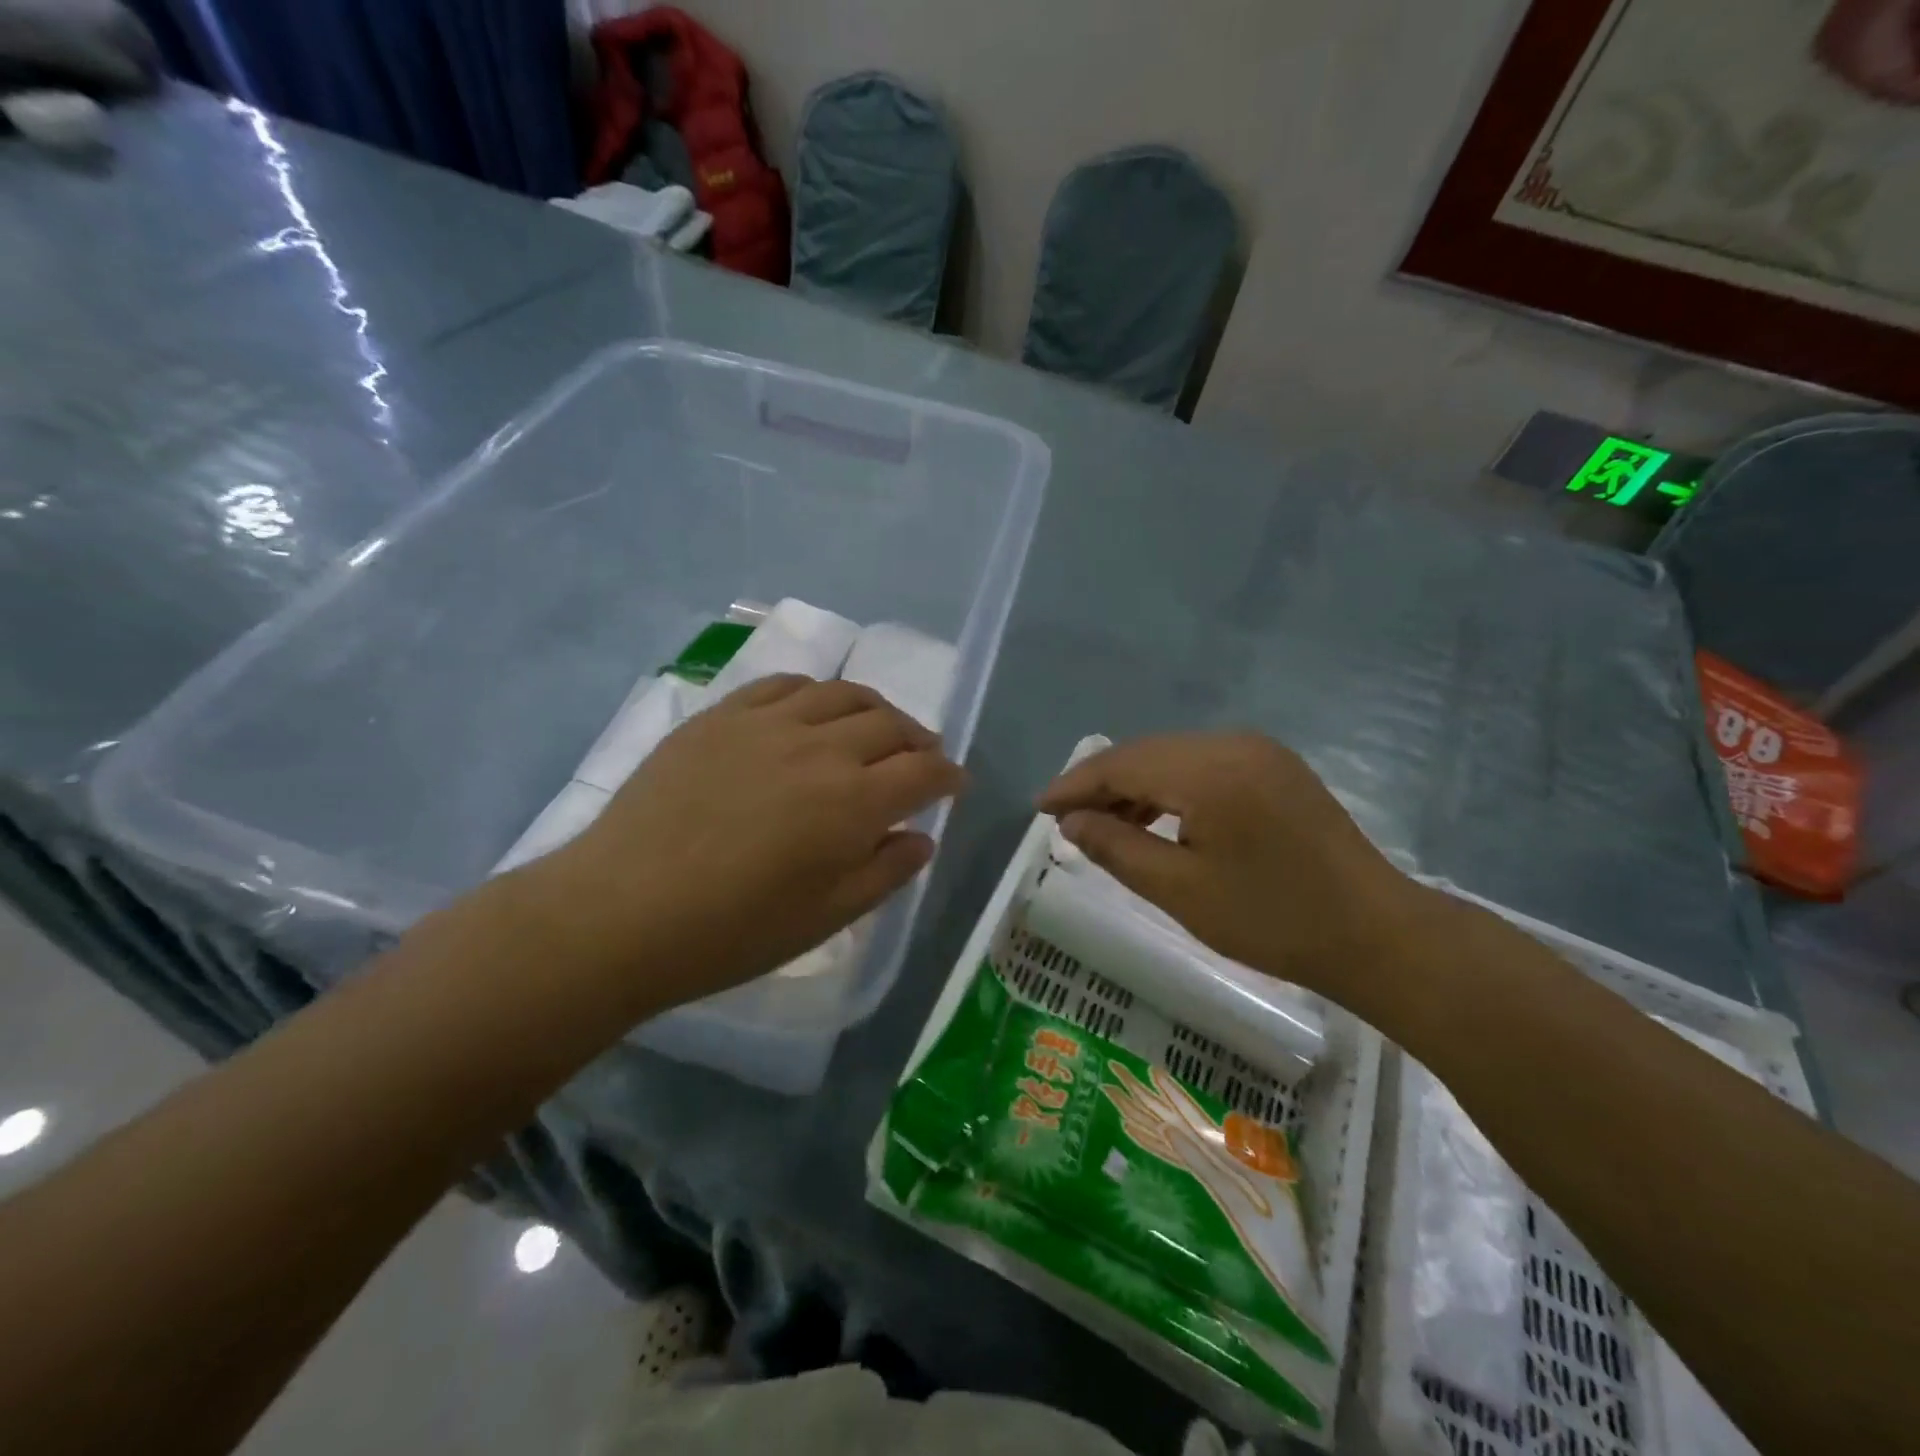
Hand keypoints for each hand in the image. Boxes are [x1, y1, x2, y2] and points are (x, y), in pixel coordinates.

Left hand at [509, 676, 966, 1015]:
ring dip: (873, 708)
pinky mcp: (721, 715)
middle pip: (890, 724)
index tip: (955, 784)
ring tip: (875, 727)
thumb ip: (884, 872)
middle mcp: (821, 747)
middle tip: (921, 757)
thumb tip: (920, 838)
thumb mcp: (826, 918)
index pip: (923, 772)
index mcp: (854, 801)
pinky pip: (782, 685)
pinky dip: (813, 693)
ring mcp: (767, 723)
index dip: (948, 776)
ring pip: (841, 694)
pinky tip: (811, 710)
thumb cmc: (733, 931)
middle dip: (918, 740)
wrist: (622, 910)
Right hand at [1036, 733, 1433, 1008]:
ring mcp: (1260, 752)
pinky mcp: (1276, 768)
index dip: (1074, 785)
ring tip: (1106, 827)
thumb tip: (1070, 822)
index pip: (1122, 764)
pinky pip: (1205, 766)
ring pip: (1174, 758)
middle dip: (1101, 785)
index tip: (1038, 809)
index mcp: (1208, 769)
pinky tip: (1158, 820)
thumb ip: (1116, 848)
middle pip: (1146, 754)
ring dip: (1136, 787)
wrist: (1376, 933)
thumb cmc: (1272, 919)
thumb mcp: (1180, 890)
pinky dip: (1172, 789)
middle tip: (1066, 821)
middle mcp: (1233, 743)